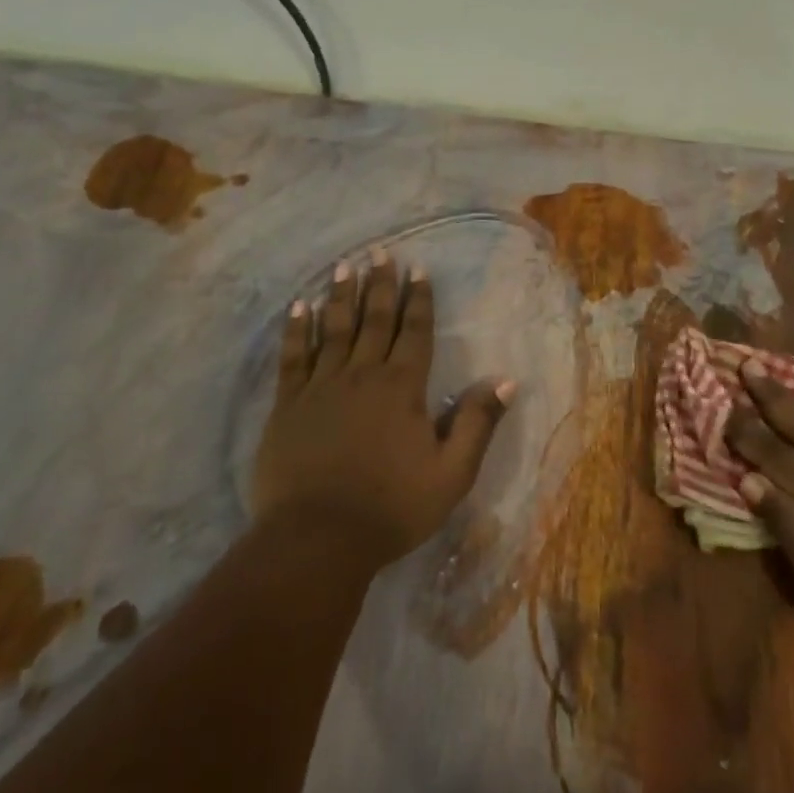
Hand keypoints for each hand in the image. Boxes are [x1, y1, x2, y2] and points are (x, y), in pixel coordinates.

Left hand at [251, 250, 514, 568]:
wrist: (318, 539)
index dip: (419, 299)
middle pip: (374, 320)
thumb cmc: (392, 507)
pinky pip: (293, 357)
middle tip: (381, 253)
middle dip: (380, 285)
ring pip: (333, 329)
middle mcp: (362, 375)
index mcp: (402, 388)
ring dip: (340, 296)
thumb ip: (477, 423)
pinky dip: (297, 330)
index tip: (418, 269)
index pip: (415, 332)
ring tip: (344, 266)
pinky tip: (298, 308)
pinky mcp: (288, 405)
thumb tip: (506, 381)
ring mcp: (321, 387)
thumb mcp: (452, 474)